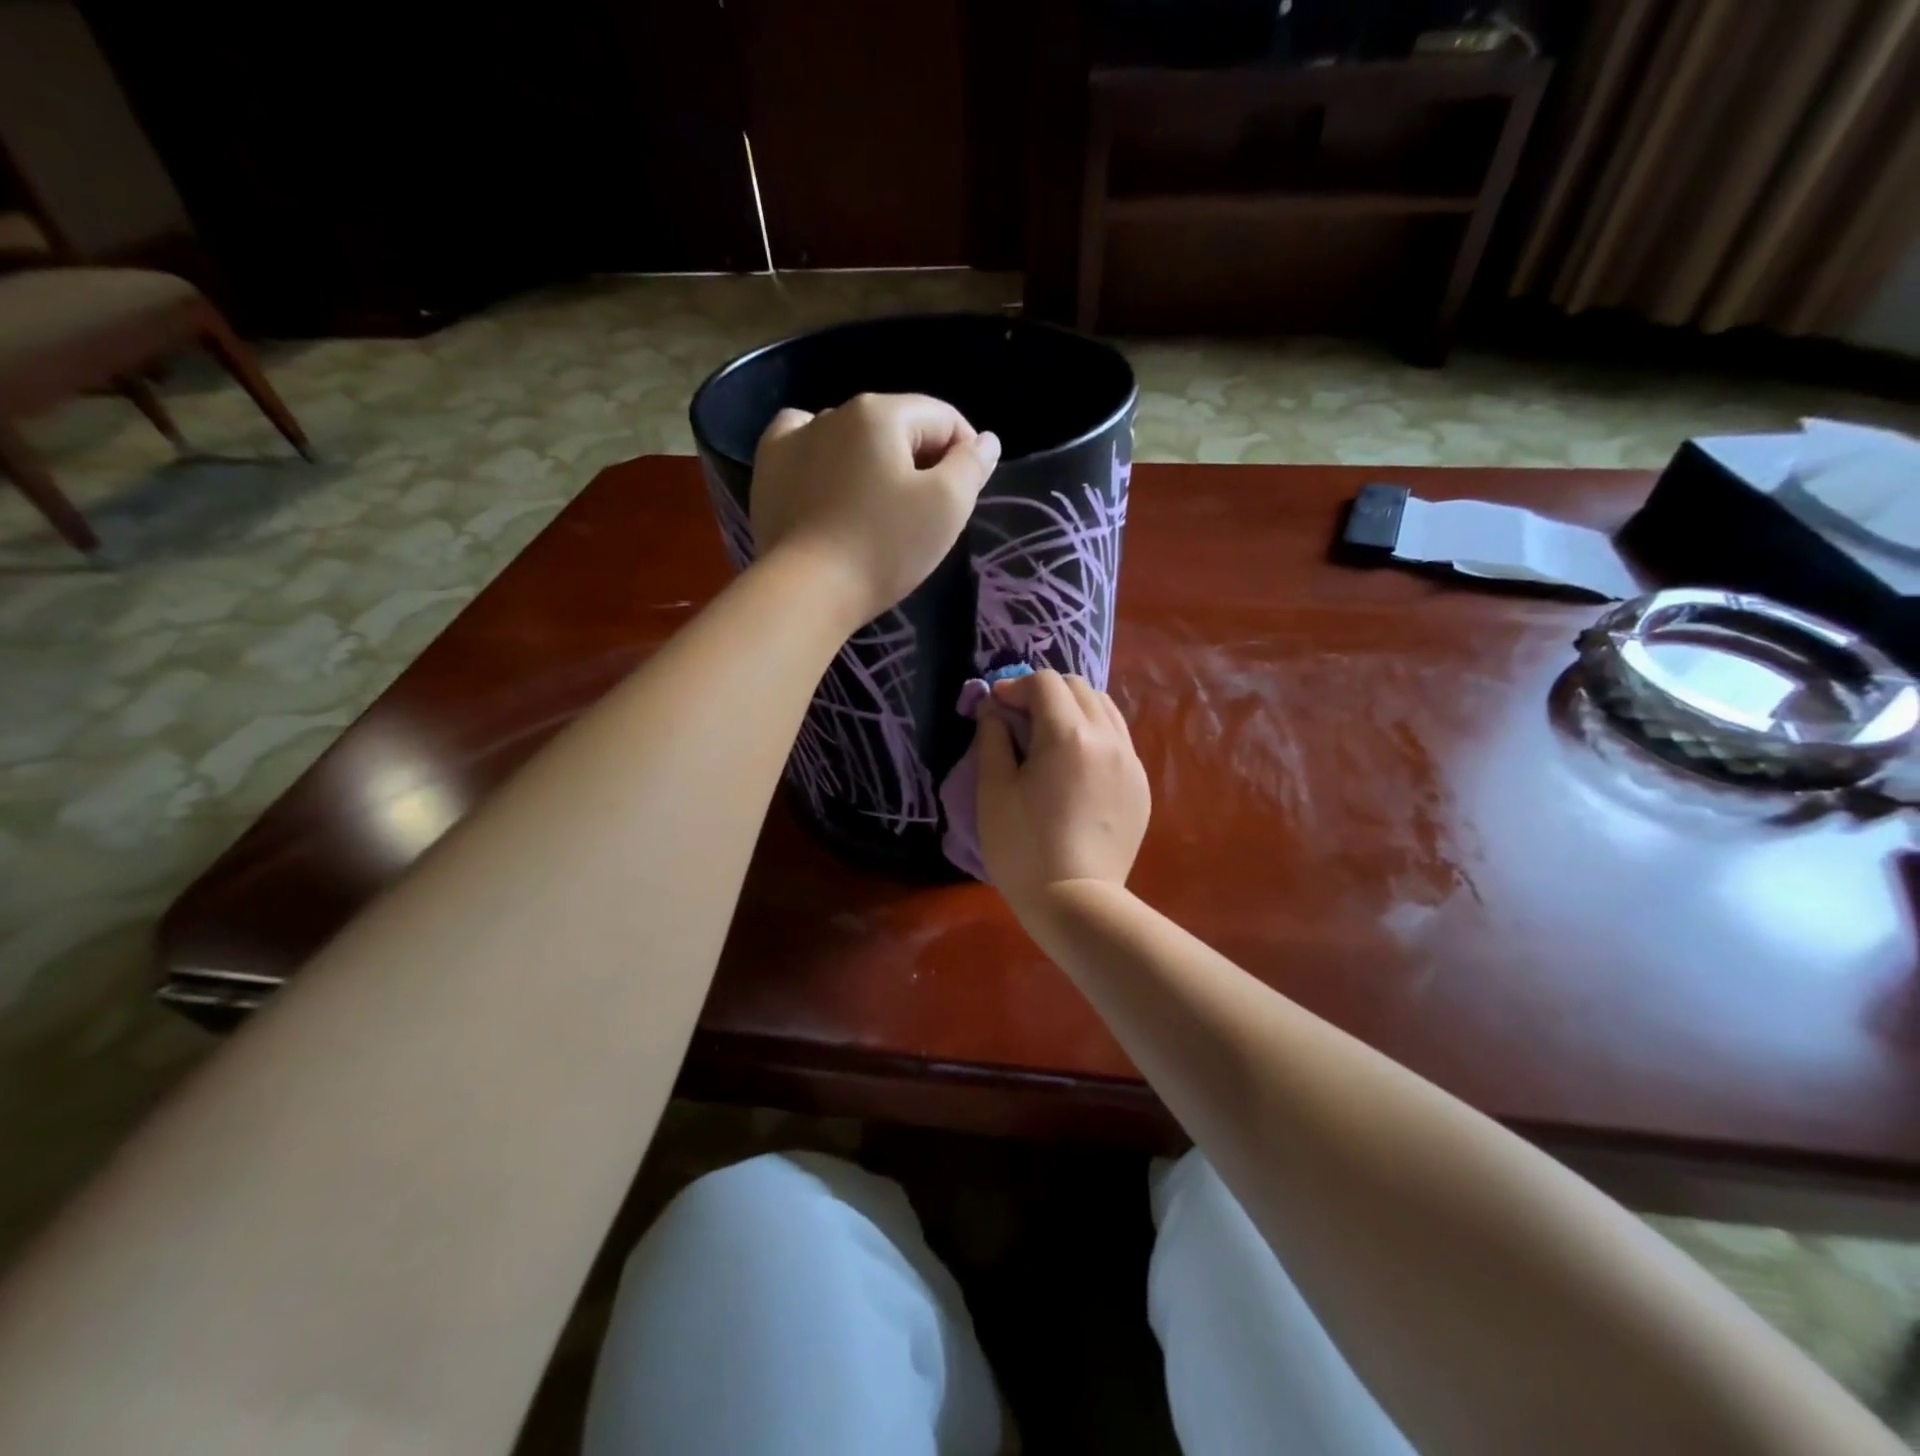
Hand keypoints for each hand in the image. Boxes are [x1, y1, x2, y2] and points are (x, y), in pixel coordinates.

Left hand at [751, 393, 1000, 625]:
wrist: (806, 590)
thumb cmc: (884, 547)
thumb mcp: (947, 507)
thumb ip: (972, 466)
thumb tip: (986, 440)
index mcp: (881, 412)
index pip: (944, 419)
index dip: (965, 455)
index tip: (962, 500)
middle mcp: (836, 411)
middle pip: (899, 428)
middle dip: (920, 463)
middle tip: (923, 515)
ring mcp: (795, 437)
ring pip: (854, 438)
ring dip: (875, 463)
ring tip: (877, 509)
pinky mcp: (770, 467)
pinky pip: (806, 446)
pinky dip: (825, 458)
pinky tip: (829, 482)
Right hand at [975, 670, 1149, 916]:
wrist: (1075, 902)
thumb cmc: (1023, 848)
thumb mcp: (993, 791)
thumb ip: (992, 739)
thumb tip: (993, 708)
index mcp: (1068, 735)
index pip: (1045, 682)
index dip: (1015, 686)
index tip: (996, 707)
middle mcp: (1108, 738)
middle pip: (1078, 687)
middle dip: (1045, 693)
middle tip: (1020, 719)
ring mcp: (1131, 761)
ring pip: (1105, 709)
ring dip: (1073, 709)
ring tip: (1050, 737)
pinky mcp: (1141, 785)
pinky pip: (1118, 740)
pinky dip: (1094, 735)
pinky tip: (1075, 766)